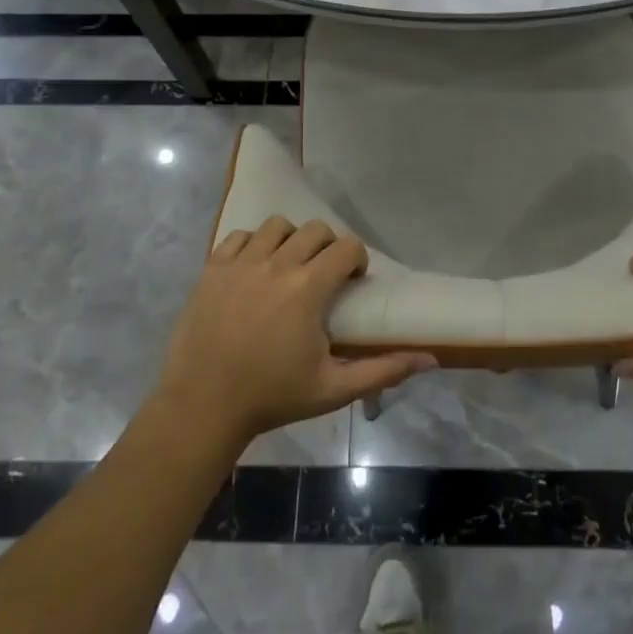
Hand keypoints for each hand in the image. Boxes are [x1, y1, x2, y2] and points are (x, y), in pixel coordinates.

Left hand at [157, 216, 434, 443]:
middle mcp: (276, 264)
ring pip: (276, 226)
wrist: (202, 407)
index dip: (356, 259)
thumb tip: (430, 358)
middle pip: (314, 229)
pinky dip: (252, 245)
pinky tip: (254, 271)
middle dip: (327, 246)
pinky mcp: (212, 269)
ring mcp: (240, 263)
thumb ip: (383, 370)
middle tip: (323, 275)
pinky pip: (239, 237)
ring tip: (287, 268)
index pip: (346, 247)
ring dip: (290, 240)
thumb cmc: (272, 397)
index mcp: (307, 288)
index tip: (352, 282)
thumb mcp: (333, 389)